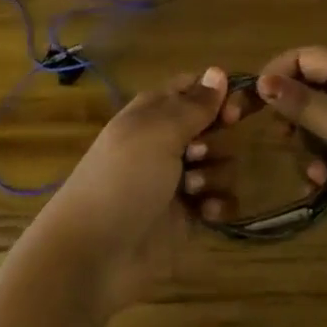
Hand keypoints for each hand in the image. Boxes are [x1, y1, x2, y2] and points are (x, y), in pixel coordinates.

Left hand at [29, 67, 231, 318]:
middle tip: (196, 152)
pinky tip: (205, 214)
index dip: (218, 94)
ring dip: (214, 174)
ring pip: (222, 162)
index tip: (232, 109)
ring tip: (190, 190)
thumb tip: (219, 71)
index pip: (195, 88)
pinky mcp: (190, 217)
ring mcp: (180, 180)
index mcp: (154, 112)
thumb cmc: (123, 179)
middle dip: (217, 138)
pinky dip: (218, 204)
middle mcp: (168, 141)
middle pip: (215, 125)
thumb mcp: (157, 132)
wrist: (94, 254)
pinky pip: (221, 200)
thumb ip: (194, 104)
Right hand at [254, 47, 326, 256]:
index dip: (278, 73)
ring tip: (315, 175)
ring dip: (312, 150)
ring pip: (326, 129)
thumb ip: (308, 105)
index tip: (252, 103)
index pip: (308, 57)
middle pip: (315, 92)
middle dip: (294, 116)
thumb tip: (264, 81)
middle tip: (283, 141)